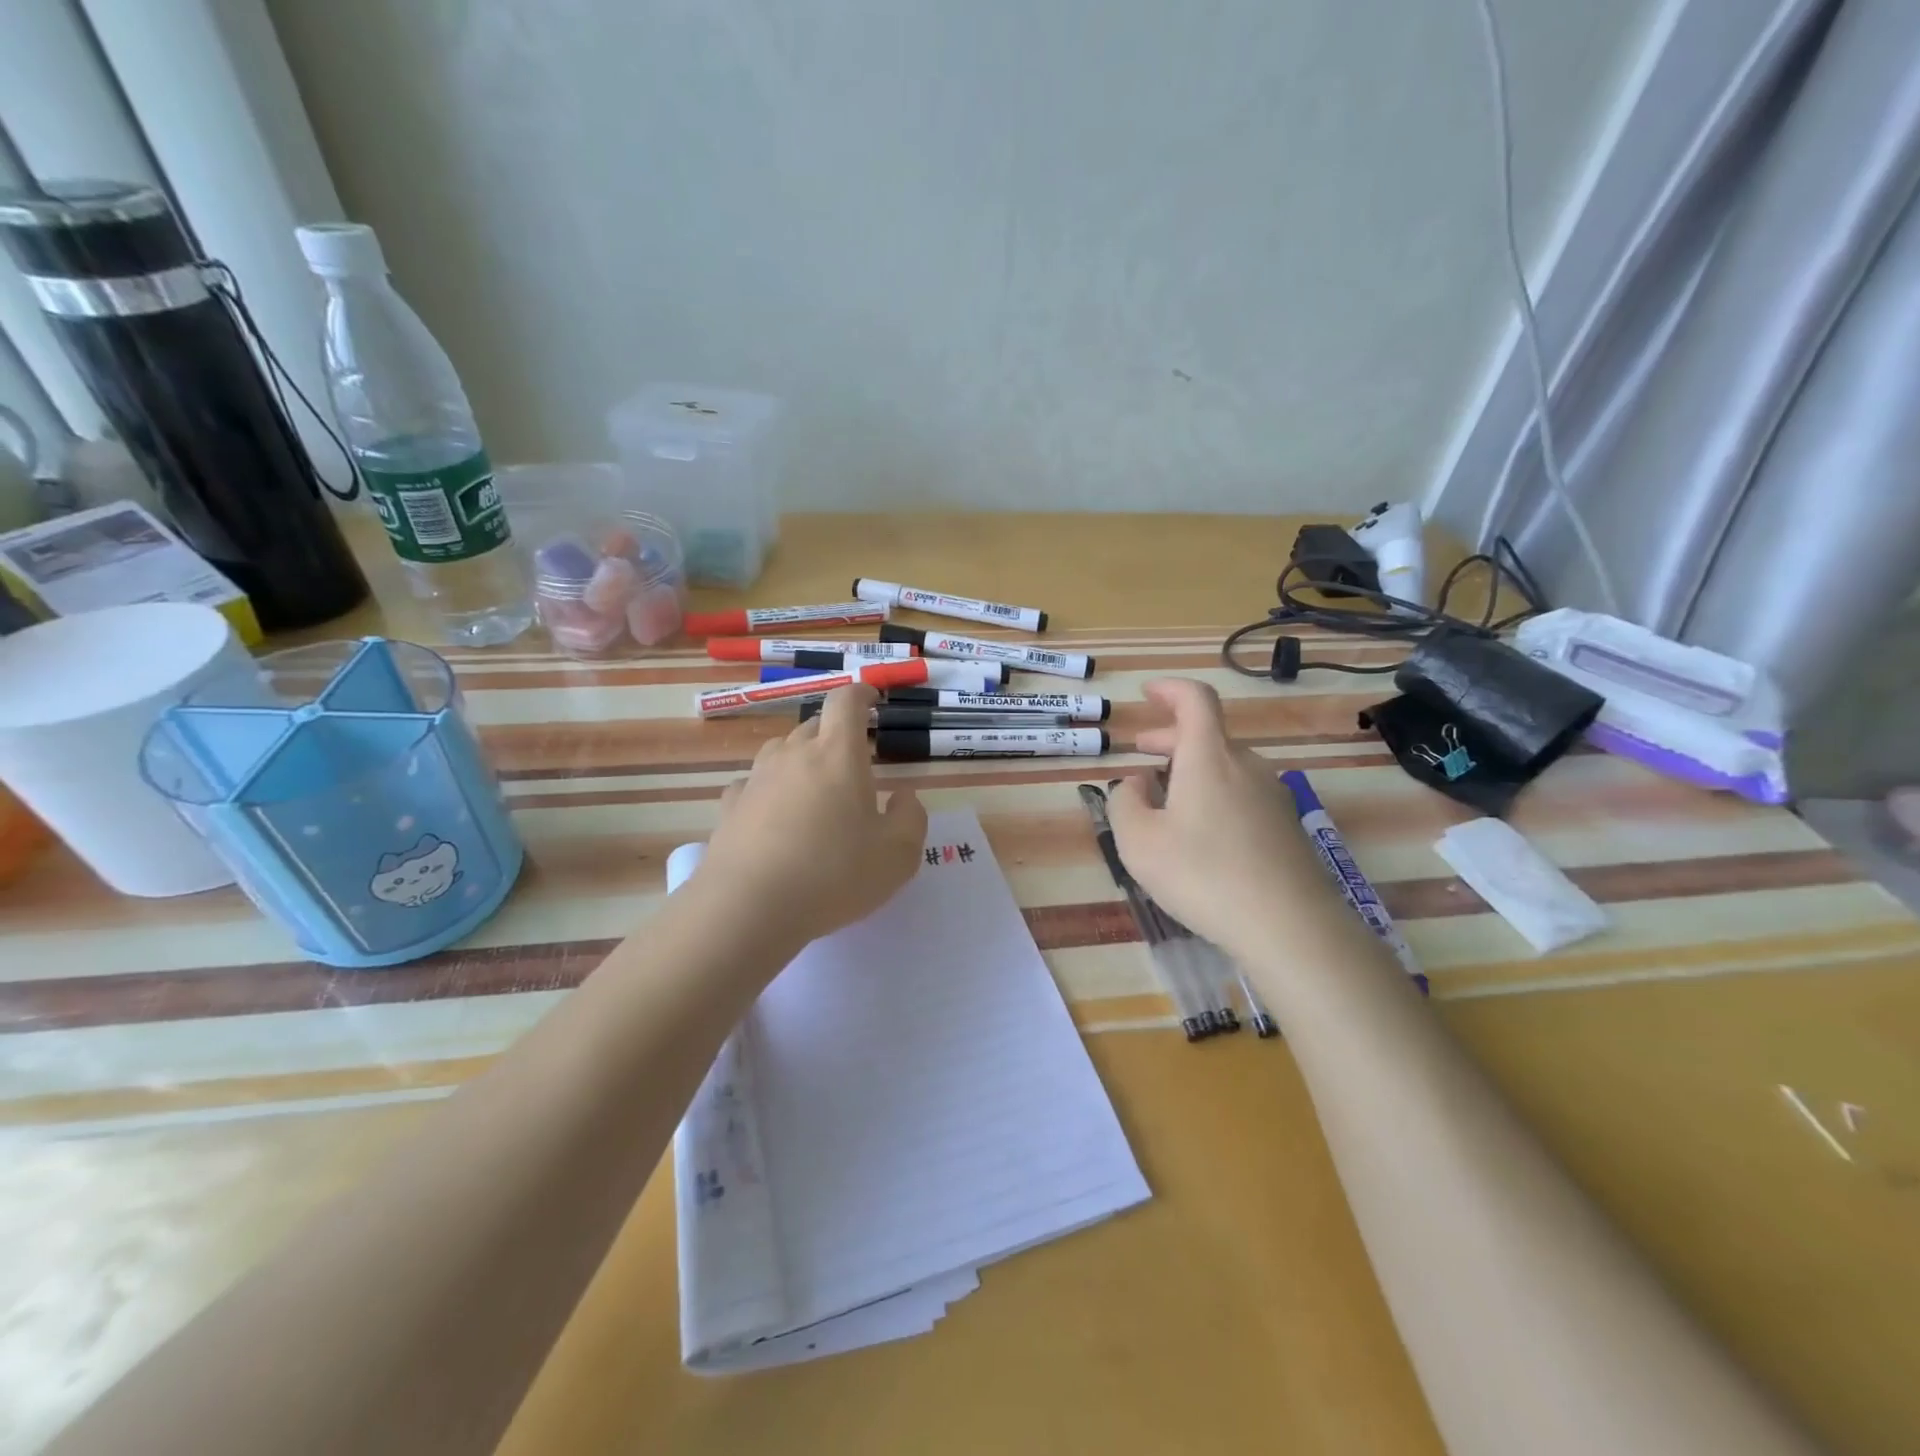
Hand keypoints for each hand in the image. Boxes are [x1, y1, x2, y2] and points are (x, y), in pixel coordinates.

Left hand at [695, 686, 926, 949]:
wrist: (748, 907)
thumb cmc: (833, 875)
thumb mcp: (897, 855)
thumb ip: (911, 818)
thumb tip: (903, 797)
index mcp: (838, 754)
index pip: (846, 701)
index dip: (861, 693)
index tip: (872, 699)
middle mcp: (794, 755)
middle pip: (814, 725)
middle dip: (836, 733)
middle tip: (853, 762)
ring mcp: (757, 779)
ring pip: (782, 751)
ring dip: (801, 758)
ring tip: (815, 788)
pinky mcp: (731, 807)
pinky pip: (754, 784)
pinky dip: (769, 789)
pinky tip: (774, 814)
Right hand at [1107, 679, 1333, 959]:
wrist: (1290, 925)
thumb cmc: (1202, 875)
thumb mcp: (1139, 842)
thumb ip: (1124, 804)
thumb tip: (1135, 784)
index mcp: (1209, 758)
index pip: (1195, 699)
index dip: (1170, 688)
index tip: (1147, 692)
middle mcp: (1246, 766)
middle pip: (1208, 735)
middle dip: (1170, 737)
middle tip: (1141, 750)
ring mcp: (1272, 795)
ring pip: (1226, 766)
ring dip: (1192, 768)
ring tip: (1165, 797)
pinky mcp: (1287, 826)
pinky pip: (1242, 793)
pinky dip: (1214, 793)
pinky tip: (1201, 832)